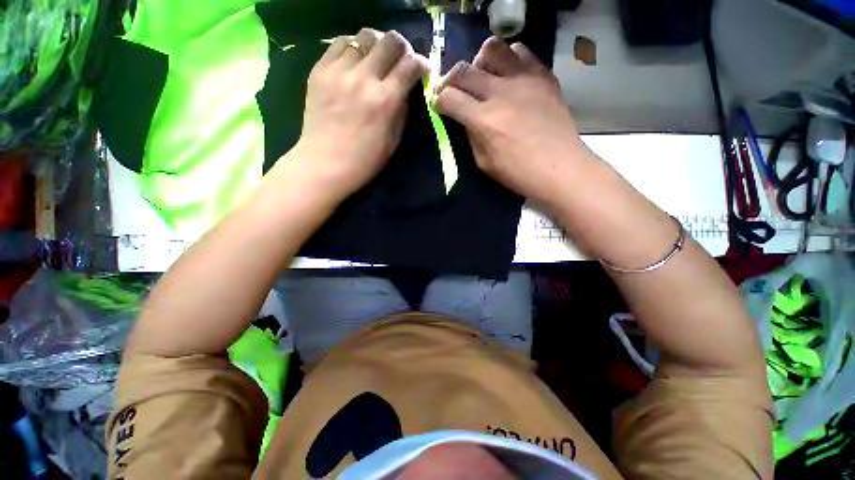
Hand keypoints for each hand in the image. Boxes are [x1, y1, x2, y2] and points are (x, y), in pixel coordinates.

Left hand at [292, 28, 428, 200]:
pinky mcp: (319, 70)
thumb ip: (402, 110)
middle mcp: (364, 79)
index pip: (411, 64)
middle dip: (402, 48)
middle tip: (400, 62)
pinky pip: (340, 43)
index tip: (421, 70)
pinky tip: (355, 62)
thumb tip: (404, 89)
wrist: (324, 164)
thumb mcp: (394, 141)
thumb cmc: (365, 161)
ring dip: (377, 46)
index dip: (421, 64)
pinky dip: (353, 48)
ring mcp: (339, 71)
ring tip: (376, 60)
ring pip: (365, 36)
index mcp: (386, 100)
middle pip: (390, 40)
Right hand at [432, 38, 591, 208]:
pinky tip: (509, 77)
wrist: (561, 168)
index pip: (449, 98)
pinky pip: (521, 52)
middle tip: (454, 91)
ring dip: (480, 62)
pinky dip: (508, 60)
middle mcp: (502, 93)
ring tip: (484, 78)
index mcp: (484, 121)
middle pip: (464, 70)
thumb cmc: (519, 173)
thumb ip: (471, 136)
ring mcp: (525, 80)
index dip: (439, 101)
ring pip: (492, 49)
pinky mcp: (544, 76)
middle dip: (450, 80)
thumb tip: (465, 118)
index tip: (439, 106)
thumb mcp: (484, 163)